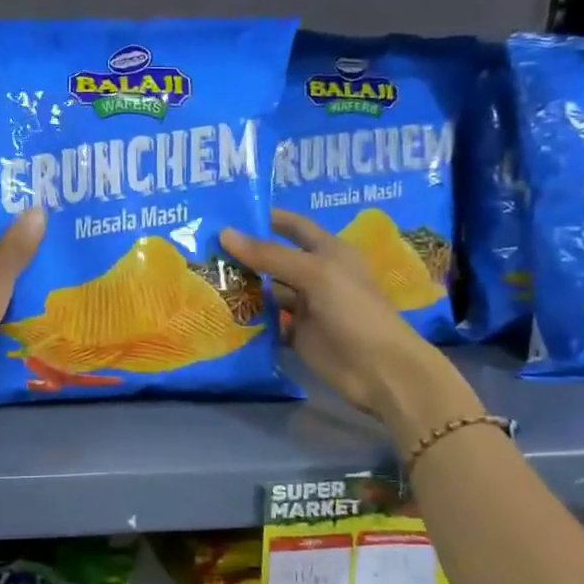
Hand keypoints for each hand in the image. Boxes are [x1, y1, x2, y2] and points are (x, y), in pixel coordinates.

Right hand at [222, 211, 480, 442]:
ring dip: (242, 287)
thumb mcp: (314, 274)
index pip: (294, 227)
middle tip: (203, 249)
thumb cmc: (354, 310)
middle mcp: (316, 275)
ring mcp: (306, 307)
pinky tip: (220, 313)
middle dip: (245, 254)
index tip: (230, 214)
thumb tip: (225, 234)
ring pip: (268, 292)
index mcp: (329, 251)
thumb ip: (270, 255)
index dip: (267, 219)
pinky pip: (267, 322)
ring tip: (204, 280)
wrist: (379, 369)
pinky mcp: (297, 335)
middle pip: (275, 259)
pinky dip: (248, 319)